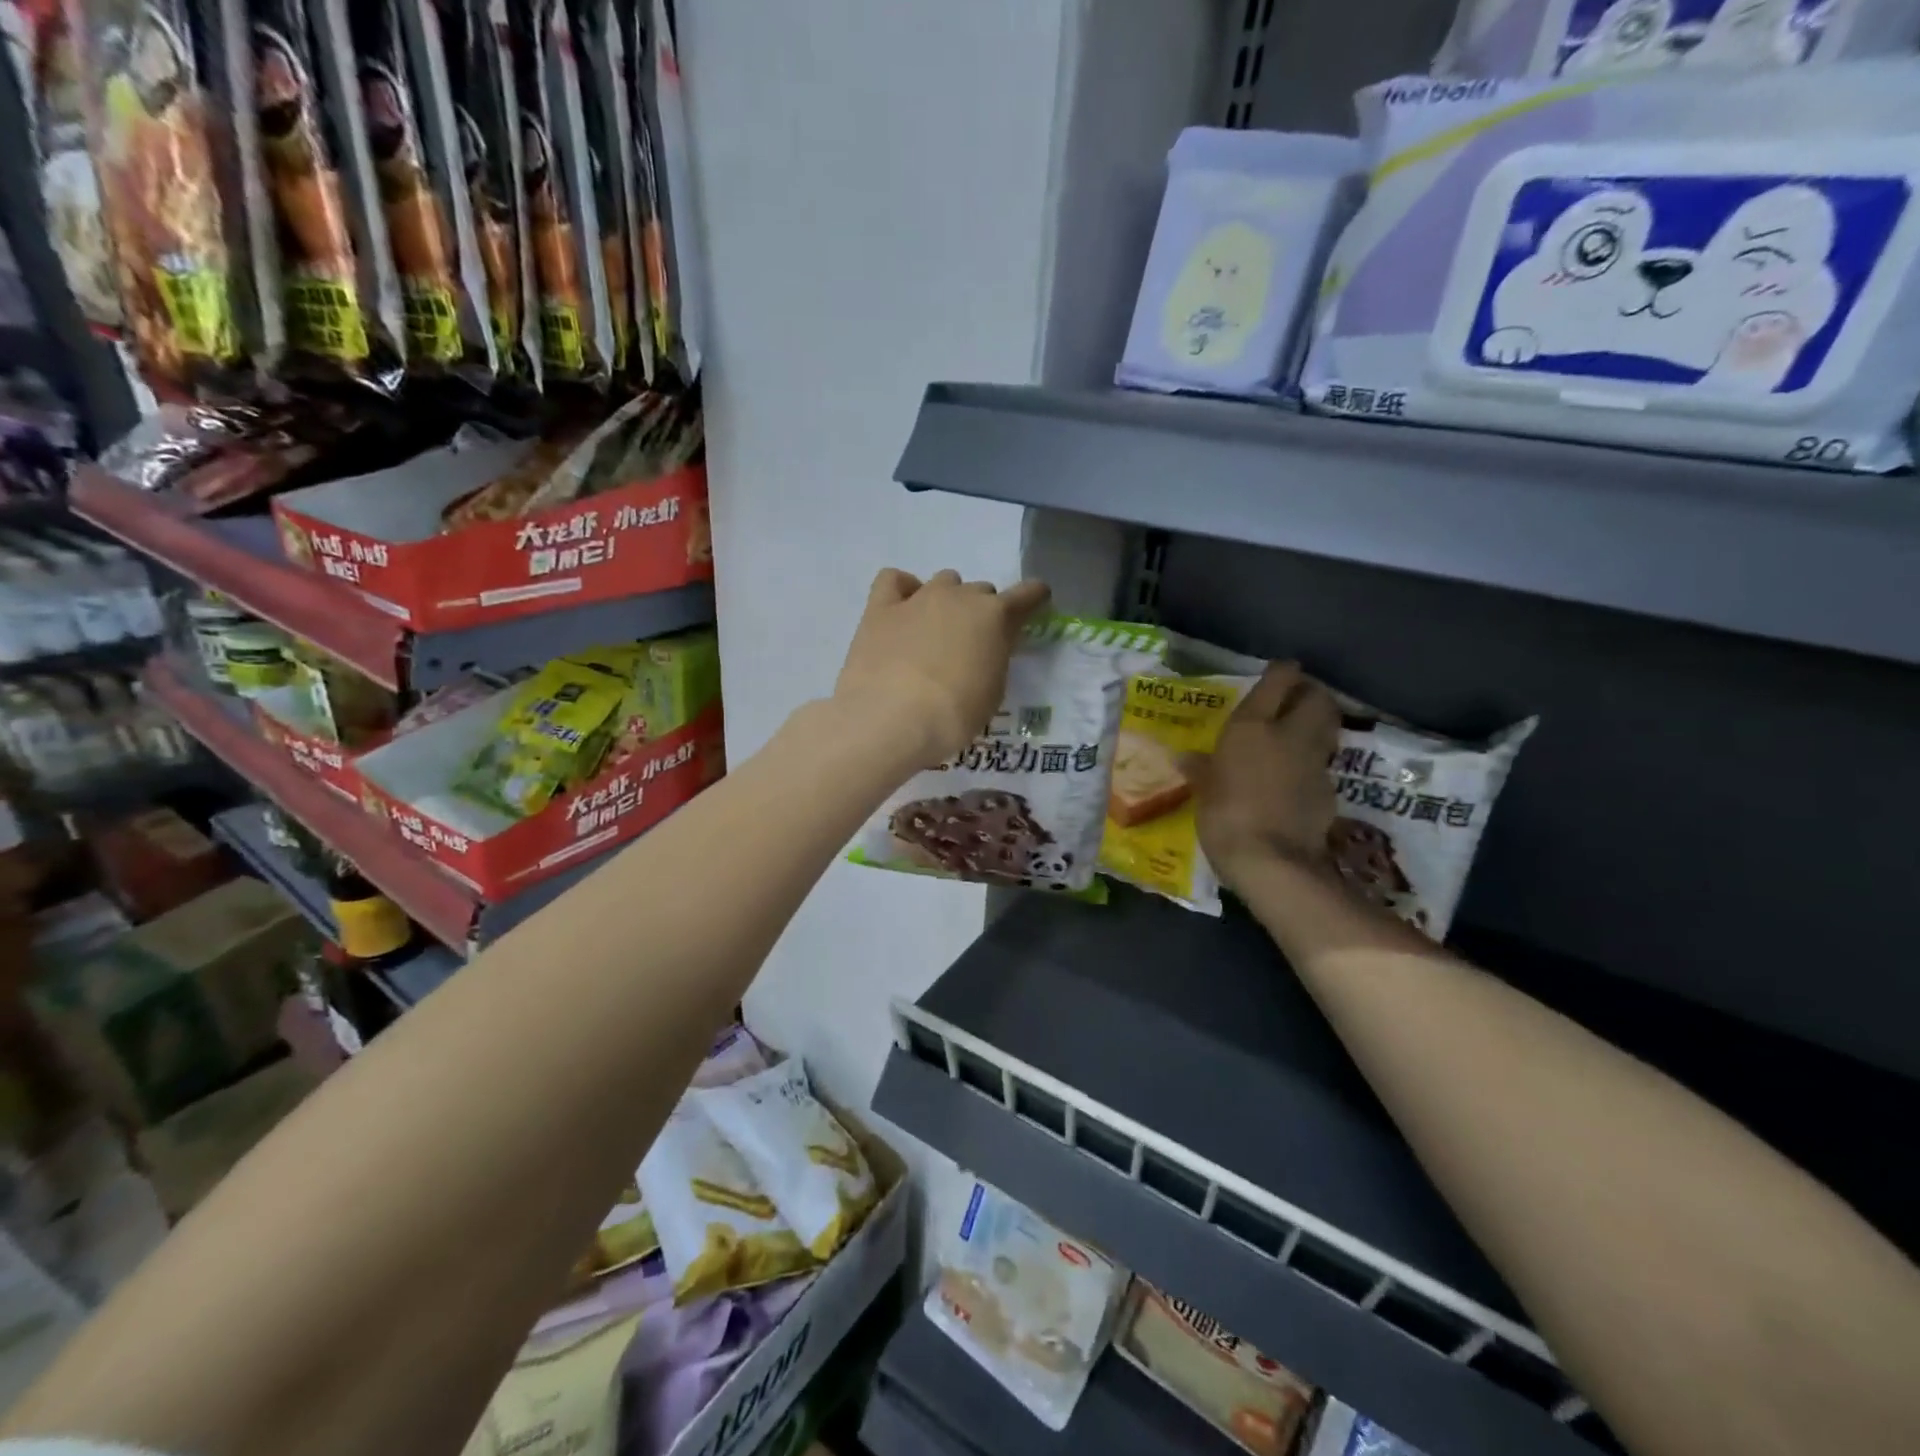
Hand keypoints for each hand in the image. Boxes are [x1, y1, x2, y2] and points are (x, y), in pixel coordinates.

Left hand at [834, 568, 1050, 763]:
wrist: (891, 719)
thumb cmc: (953, 715)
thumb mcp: (991, 691)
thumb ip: (993, 659)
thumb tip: (984, 649)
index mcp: (995, 617)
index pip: (1027, 595)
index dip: (1034, 599)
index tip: (1035, 605)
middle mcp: (959, 596)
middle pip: (980, 591)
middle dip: (980, 612)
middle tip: (971, 644)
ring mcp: (918, 598)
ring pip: (943, 582)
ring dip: (946, 600)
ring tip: (935, 631)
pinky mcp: (881, 608)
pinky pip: (893, 579)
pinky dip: (902, 589)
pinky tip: (902, 609)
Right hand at [1196, 662, 1339, 887]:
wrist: (1272, 861)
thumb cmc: (1224, 816)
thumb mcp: (1204, 791)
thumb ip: (1201, 769)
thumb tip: (1185, 758)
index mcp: (1253, 726)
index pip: (1279, 680)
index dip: (1283, 672)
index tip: (1280, 672)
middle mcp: (1290, 735)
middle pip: (1318, 698)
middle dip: (1311, 694)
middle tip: (1294, 701)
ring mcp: (1314, 763)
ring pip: (1326, 730)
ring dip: (1316, 726)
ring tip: (1296, 736)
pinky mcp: (1328, 790)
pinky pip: (1322, 766)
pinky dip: (1312, 765)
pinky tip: (1295, 780)